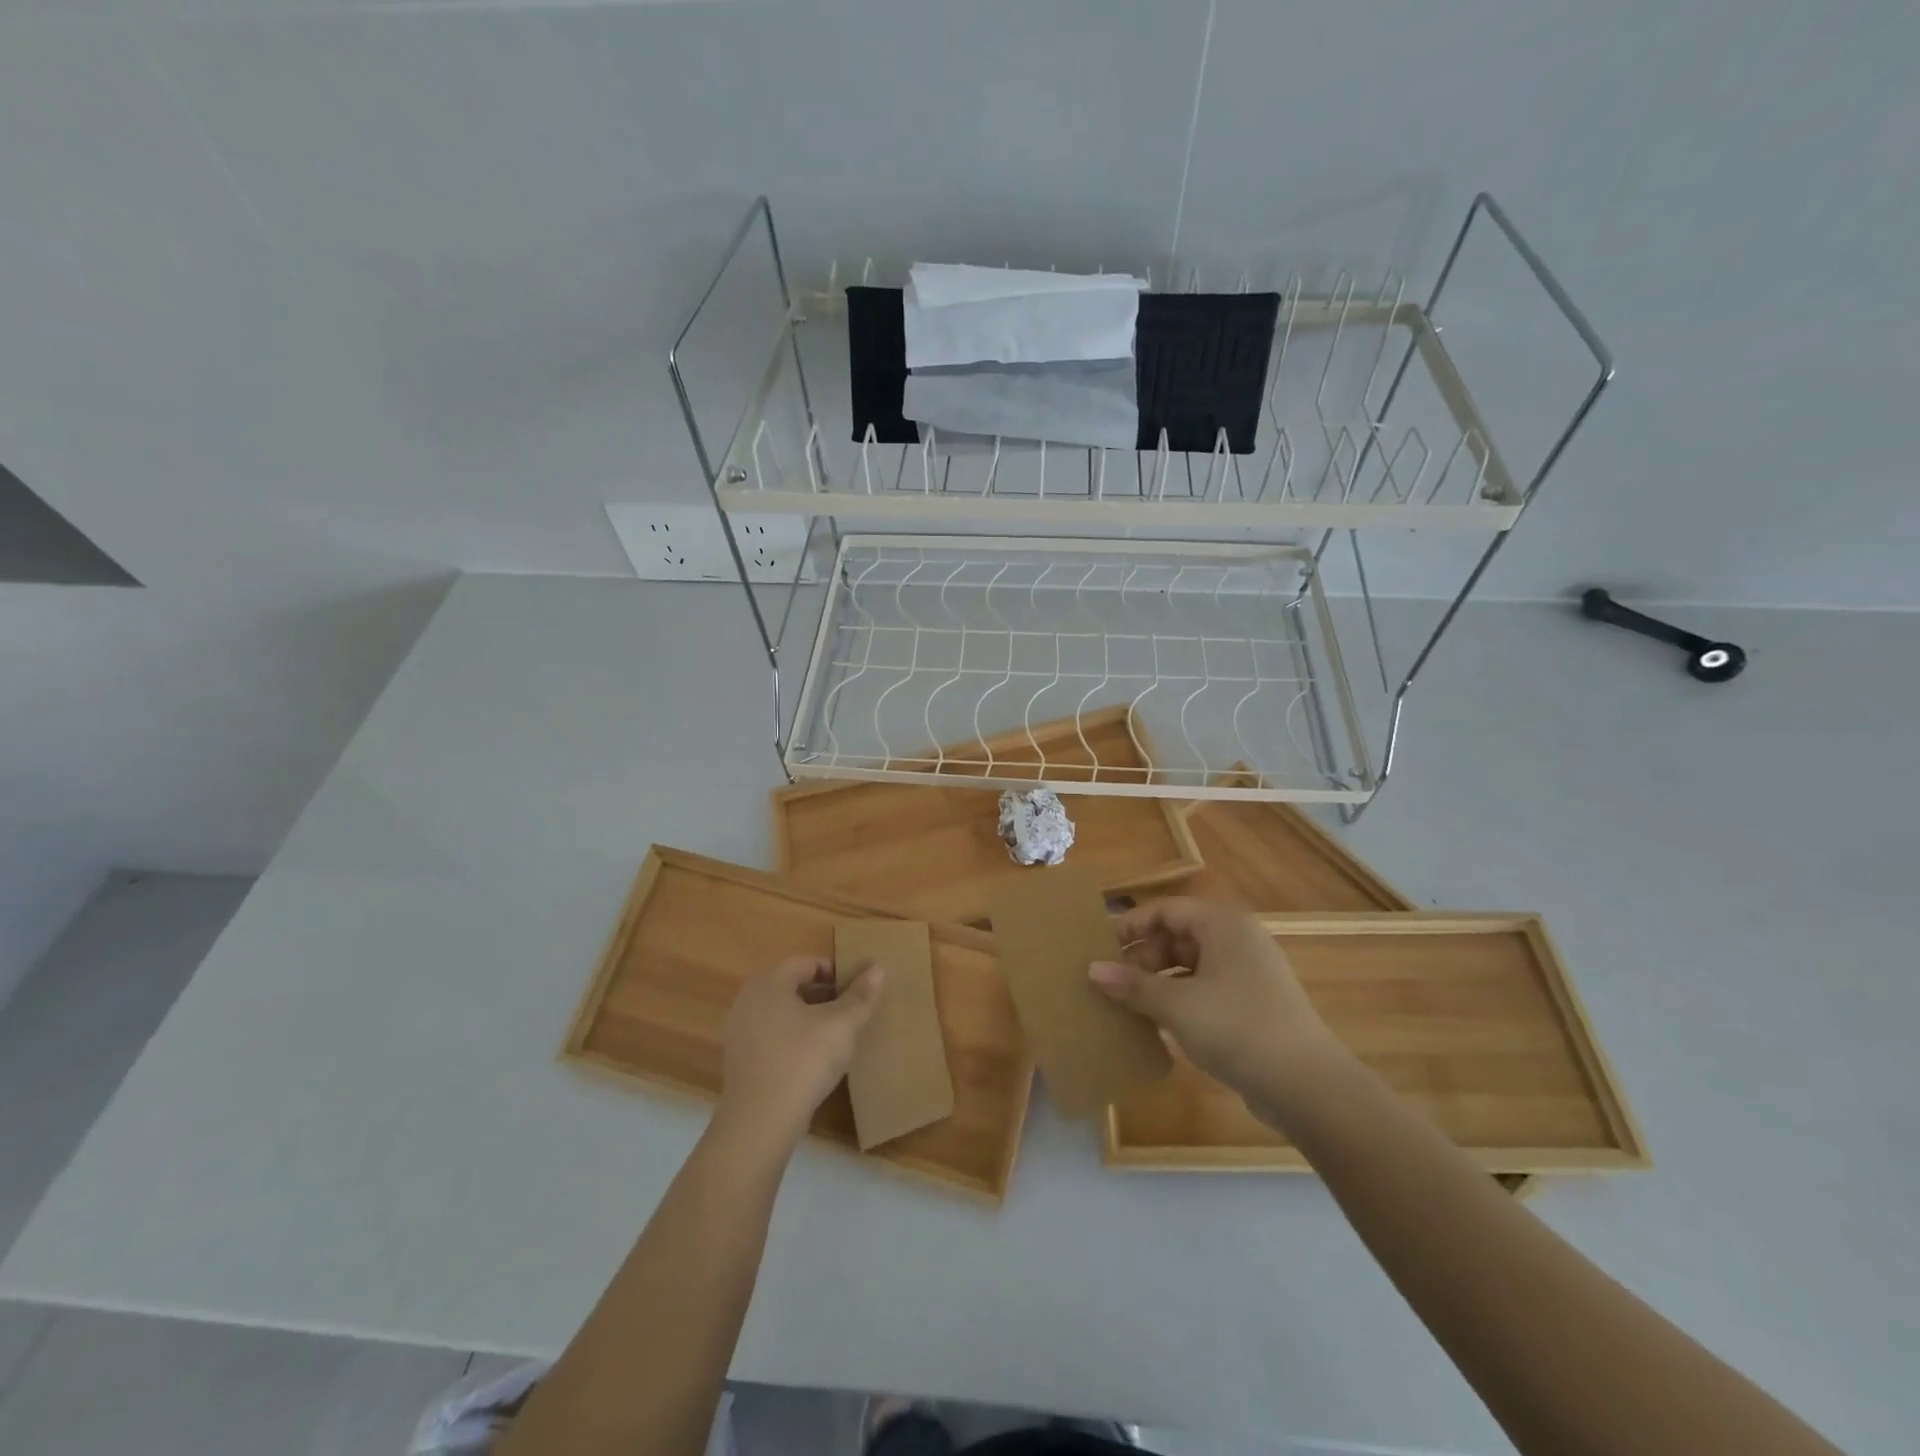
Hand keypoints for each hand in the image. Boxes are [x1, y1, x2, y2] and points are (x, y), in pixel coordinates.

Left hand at [719, 956, 883, 1147]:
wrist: (760, 1122)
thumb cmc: (804, 1060)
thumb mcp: (842, 1025)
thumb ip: (860, 996)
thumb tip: (877, 968)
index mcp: (769, 982)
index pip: (806, 963)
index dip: (834, 972)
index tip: (856, 991)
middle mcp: (747, 1000)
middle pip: (791, 986)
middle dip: (822, 996)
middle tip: (849, 1013)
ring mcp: (738, 1032)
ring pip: (781, 1013)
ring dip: (807, 1019)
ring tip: (834, 1037)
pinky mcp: (739, 1061)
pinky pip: (770, 1037)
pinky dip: (791, 1040)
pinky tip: (811, 1061)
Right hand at [1089, 897, 1340, 1097]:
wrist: (1306, 1085)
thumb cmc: (1236, 1026)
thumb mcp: (1176, 1004)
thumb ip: (1132, 985)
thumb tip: (1092, 970)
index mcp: (1222, 924)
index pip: (1164, 910)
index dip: (1129, 926)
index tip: (1098, 948)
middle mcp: (1236, 940)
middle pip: (1176, 937)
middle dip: (1141, 958)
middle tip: (1109, 982)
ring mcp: (1247, 974)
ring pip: (1189, 966)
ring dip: (1156, 982)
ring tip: (1125, 1004)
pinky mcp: (1252, 1005)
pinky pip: (1204, 990)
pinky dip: (1178, 1001)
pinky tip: (1156, 1025)